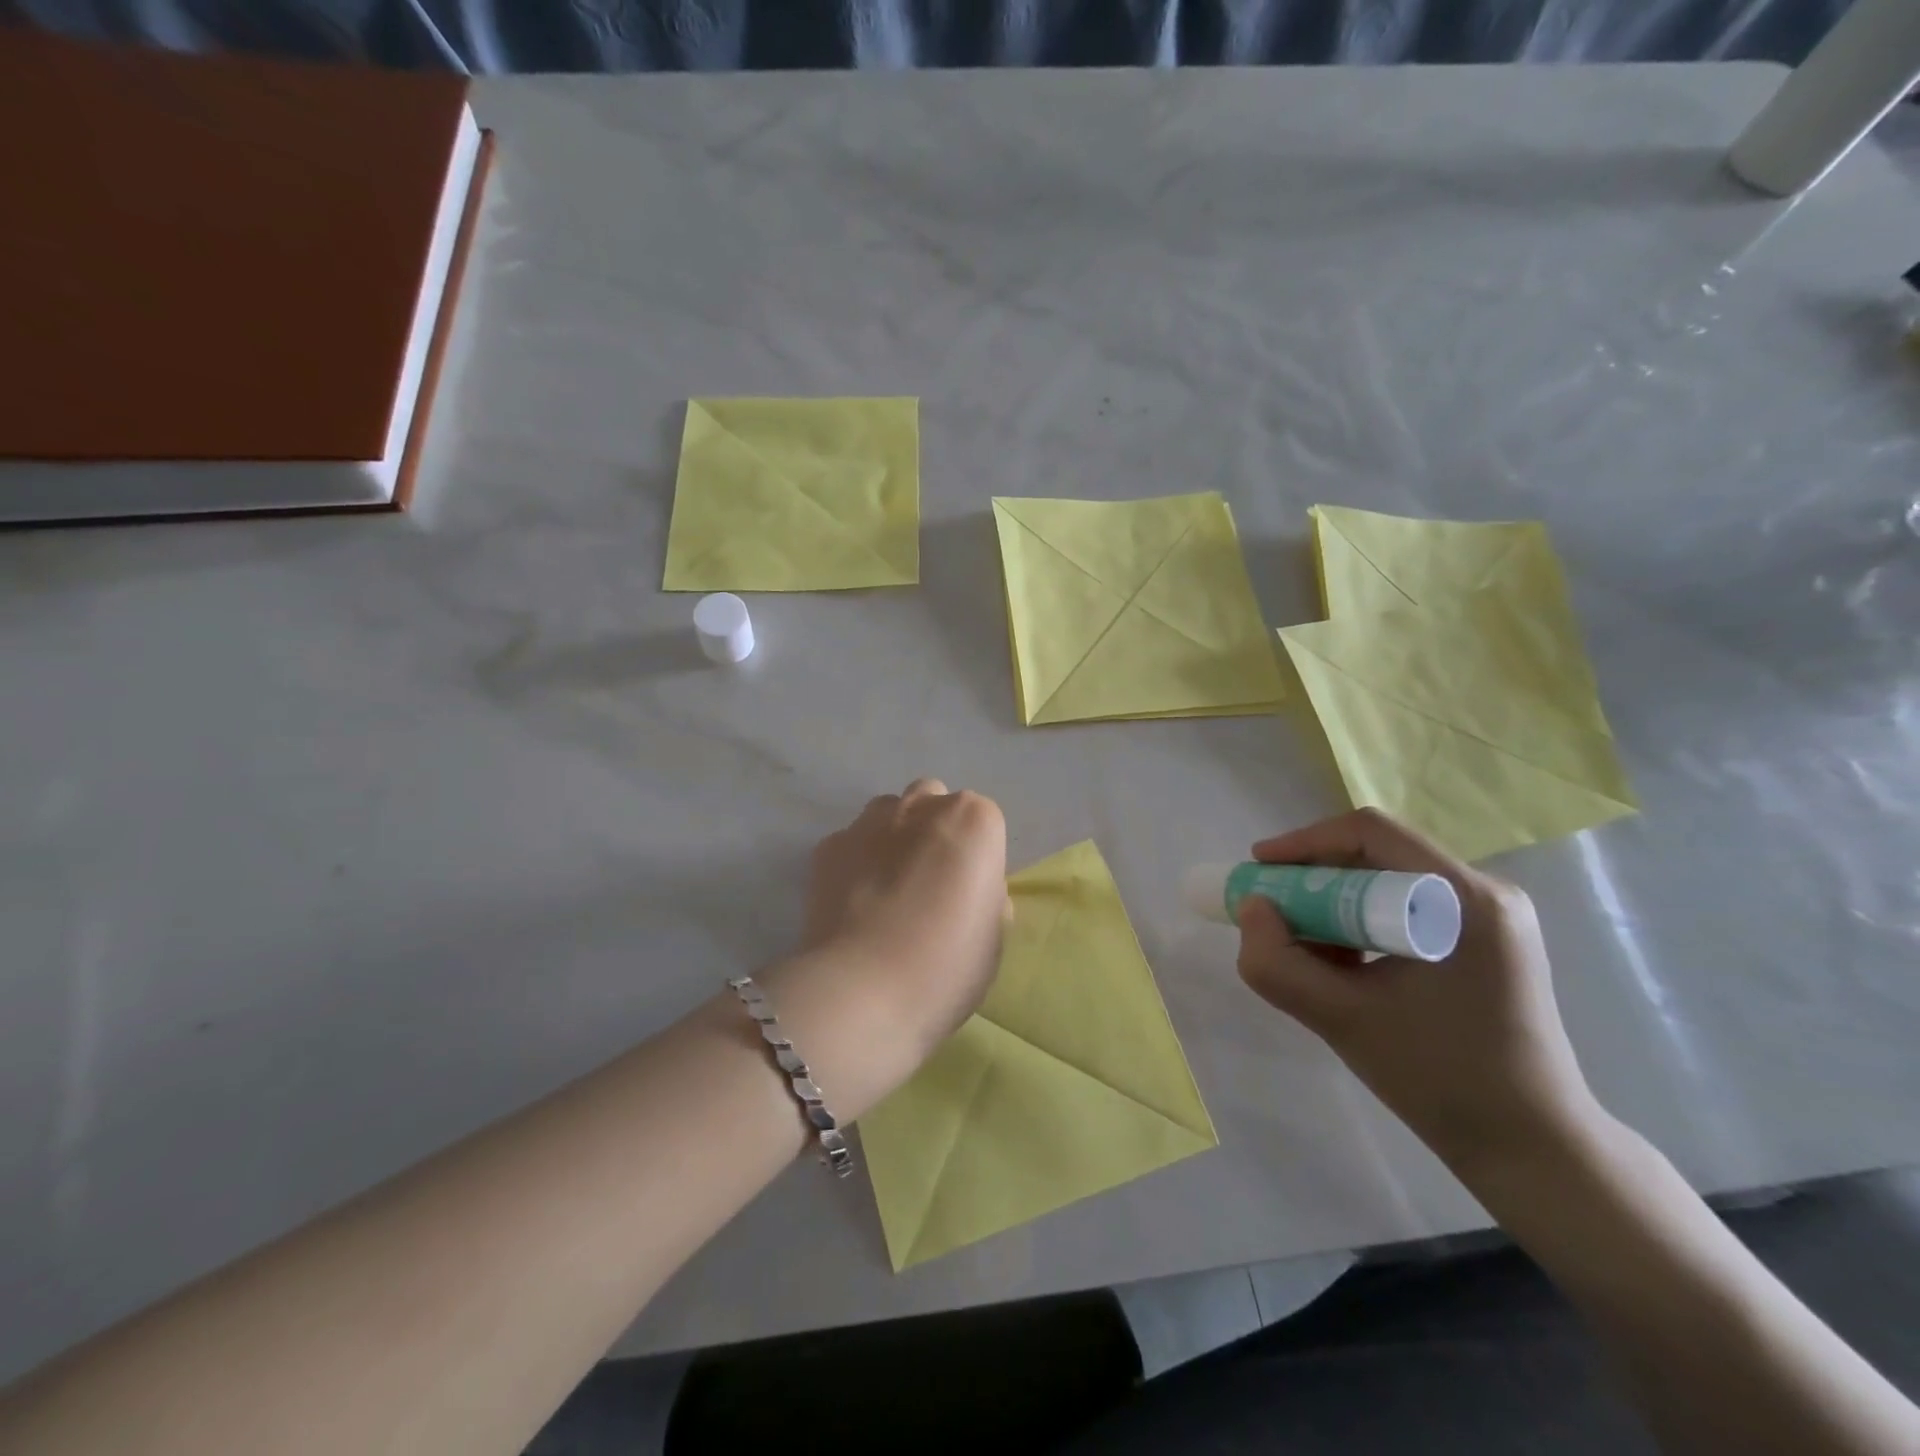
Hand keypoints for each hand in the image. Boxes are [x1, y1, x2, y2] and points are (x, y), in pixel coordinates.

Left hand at [789, 779, 1008, 1065]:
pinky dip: (856, 862)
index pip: (984, 824)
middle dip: (934, 831)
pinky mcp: (828, 846)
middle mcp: (922, 804)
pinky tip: (855, 904)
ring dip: (894, 838)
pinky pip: (851, 843)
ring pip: (889, 814)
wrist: (863, 990)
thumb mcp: (993, 935)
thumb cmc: (947, 965)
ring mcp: (869, 821)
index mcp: (974, 820)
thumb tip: (968, 890)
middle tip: (931, 884)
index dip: (978, 860)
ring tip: (888, 890)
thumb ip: (985, 896)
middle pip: (933, 804)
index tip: (970, 897)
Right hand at [1236, 808, 1601, 1180]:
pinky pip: (1406, 906)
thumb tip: (1252, 908)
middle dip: (1315, 878)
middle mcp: (1486, 891)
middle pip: (1378, 852)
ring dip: (1336, 903)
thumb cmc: (1439, 1079)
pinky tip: (1344, 963)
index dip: (1304, 842)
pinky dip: (1362, 922)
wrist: (1531, 1147)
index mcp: (1464, 899)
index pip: (1370, 833)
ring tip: (1306, 947)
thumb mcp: (1340, 1019)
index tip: (1258, 869)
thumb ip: (1277, 963)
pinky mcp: (1488, 939)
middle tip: (1273, 911)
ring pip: (1388, 879)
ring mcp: (1492, 915)